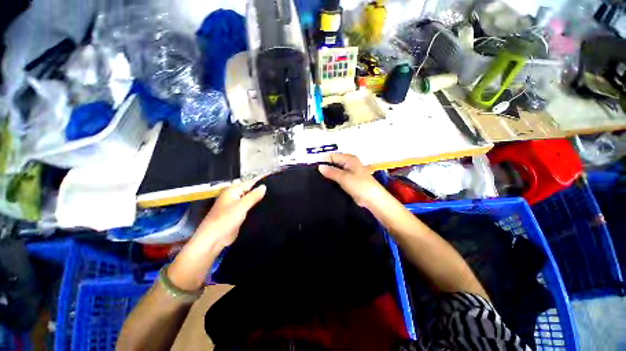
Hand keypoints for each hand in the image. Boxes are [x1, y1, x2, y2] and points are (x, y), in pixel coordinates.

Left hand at [168, 178, 265, 290]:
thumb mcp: (241, 206)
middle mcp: (235, 196)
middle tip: (277, 190)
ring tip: (275, 197)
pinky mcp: (239, 215)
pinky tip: (267, 207)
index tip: (274, 181)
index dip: (260, 182)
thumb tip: (264, 186)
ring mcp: (237, 206)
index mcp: (233, 191)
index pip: (250, 183)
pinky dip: (256, 207)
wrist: (214, 240)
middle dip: (261, 191)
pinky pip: (250, 208)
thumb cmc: (225, 220)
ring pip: (251, 200)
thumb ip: (253, 196)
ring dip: (259, 200)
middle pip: (250, 191)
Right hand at [318, 153, 386, 208]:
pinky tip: (327, 183)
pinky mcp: (348, 180)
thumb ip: (331, 172)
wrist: (372, 199)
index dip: (324, 161)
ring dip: (329, 174)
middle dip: (326, 167)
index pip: (333, 156)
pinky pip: (338, 177)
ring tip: (320, 179)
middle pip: (334, 162)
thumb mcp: (344, 178)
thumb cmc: (360, 185)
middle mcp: (349, 163)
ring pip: (335, 170)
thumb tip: (320, 167)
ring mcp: (349, 172)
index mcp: (349, 159)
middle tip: (317, 175)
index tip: (317, 169)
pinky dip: (333, 179)